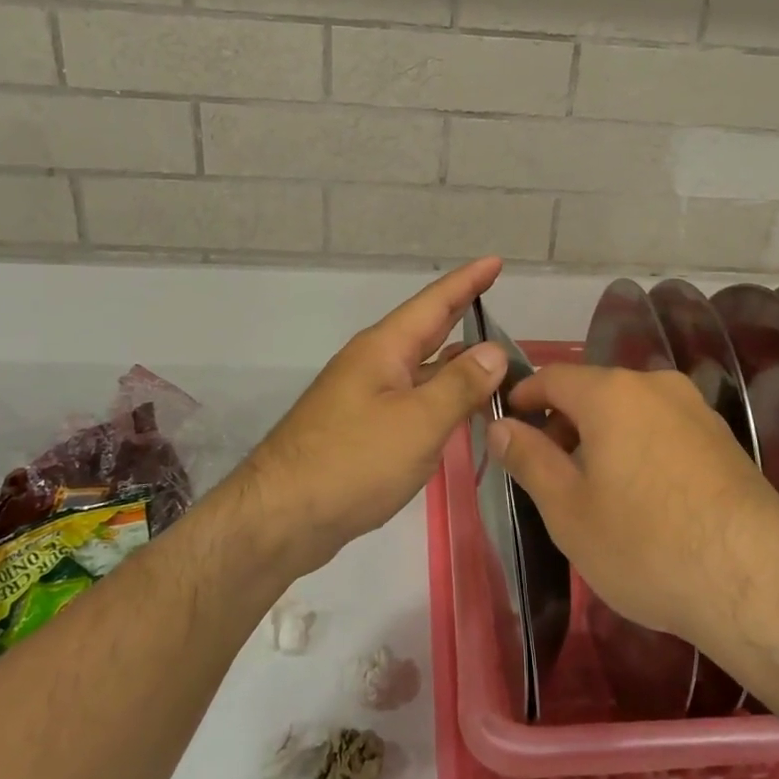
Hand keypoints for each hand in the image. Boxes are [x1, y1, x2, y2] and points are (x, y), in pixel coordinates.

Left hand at [238, 258, 508, 576]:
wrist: (280, 517)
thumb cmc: (352, 462)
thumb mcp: (418, 422)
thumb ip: (460, 384)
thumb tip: (494, 350)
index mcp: (384, 349)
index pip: (435, 303)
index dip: (468, 281)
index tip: (496, 261)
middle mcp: (373, 364)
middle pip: (427, 330)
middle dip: (462, 313)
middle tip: (498, 300)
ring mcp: (365, 397)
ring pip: (420, 368)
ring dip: (456, 362)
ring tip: (495, 360)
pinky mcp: (362, 429)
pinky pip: (412, 399)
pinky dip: (440, 397)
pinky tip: (459, 411)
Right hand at [494, 365, 778, 647]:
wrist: (757, 582)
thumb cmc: (645, 544)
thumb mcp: (568, 509)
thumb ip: (528, 458)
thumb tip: (499, 426)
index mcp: (612, 392)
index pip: (553, 377)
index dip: (523, 397)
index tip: (505, 425)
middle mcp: (656, 386)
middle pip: (594, 391)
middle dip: (563, 422)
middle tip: (545, 469)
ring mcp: (696, 409)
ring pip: (631, 410)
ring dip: (602, 436)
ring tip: (592, 488)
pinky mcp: (723, 439)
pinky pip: (664, 429)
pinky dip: (638, 447)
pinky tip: (642, 497)